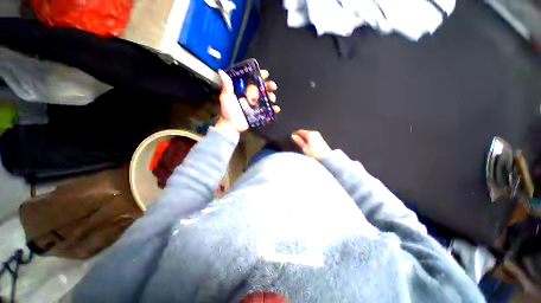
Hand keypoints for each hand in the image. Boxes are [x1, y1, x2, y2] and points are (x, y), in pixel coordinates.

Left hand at [217, 69, 279, 133]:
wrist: (232, 126)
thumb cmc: (227, 111)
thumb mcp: (226, 97)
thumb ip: (226, 86)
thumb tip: (222, 72)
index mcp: (244, 90)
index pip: (253, 80)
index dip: (259, 76)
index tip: (265, 74)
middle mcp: (251, 96)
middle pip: (262, 88)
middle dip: (269, 86)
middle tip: (273, 86)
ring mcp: (256, 105)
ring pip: (266, 98)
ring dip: (271, 96)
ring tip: (272, 98)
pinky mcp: (259, 113)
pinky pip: (268, 110)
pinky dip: (273, 109)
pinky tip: (276, 109)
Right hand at [291, 130, 331, 160]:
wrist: (326, 158)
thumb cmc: (315, 154)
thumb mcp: (304, 148)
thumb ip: (298, 141)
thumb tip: (293, 136)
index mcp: (310, 134)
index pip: (300, 131)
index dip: (295, 134)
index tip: (292, 136)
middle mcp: (314, 133)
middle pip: (305, 132)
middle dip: (300, 136)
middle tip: (296, 141)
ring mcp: (318, 135)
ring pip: (308, 135)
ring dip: (304, 138)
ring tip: (301, 144)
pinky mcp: (320, 139)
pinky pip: (312, 137)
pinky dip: (308, 140)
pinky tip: (307, 145)